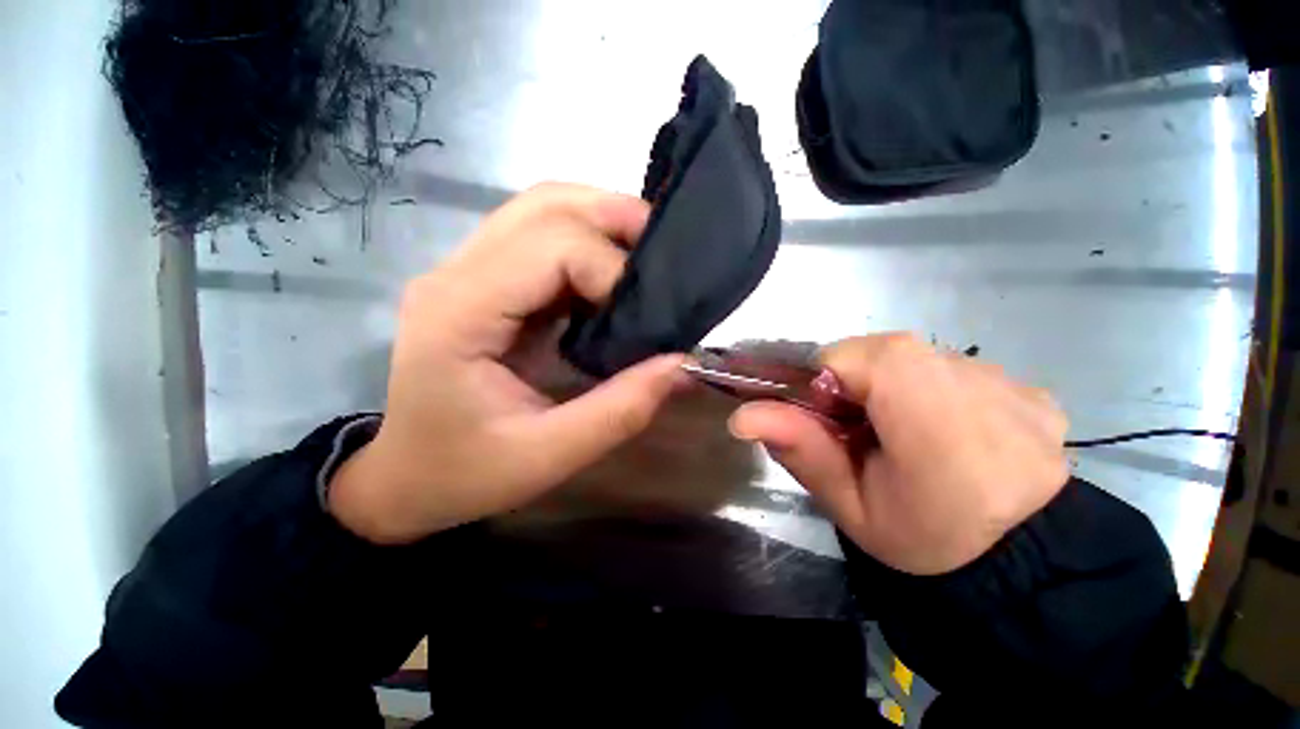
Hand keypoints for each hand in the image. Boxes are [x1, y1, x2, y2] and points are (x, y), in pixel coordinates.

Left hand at [329, 183, 686, 543]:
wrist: (405, 477)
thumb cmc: (464, 473)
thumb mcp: (548, 456)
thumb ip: (620, 410)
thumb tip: (681, 364)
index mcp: (461, 313)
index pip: (552, 247)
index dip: (612, 271)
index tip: (646, 318)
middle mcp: (457, 273)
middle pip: (546, 205)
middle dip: (616, 220)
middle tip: (663, 258)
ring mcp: (466, 270)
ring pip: (542, 207)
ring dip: (602, 221)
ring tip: (644, 259)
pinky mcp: (484, 280)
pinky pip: (541, 235)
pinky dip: (587, 241)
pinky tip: (611, 277)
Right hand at [729, 334, 1069, 574]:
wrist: (1035, 576)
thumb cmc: (931, 540)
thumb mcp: (850, 502)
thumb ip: (798, 448)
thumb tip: (741, 416)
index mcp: (915, 392)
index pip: (838, 356)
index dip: (821, 388)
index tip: (830, 426)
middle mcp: (964, 368)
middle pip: (876, 354)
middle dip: (855, 388)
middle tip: (864, 437)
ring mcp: (1004, 376)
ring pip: (915, 362)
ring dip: (897, 392)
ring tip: (910, 441)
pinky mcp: (1029, 389)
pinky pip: (958, 377)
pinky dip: (941, 399)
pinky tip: (955, 440)